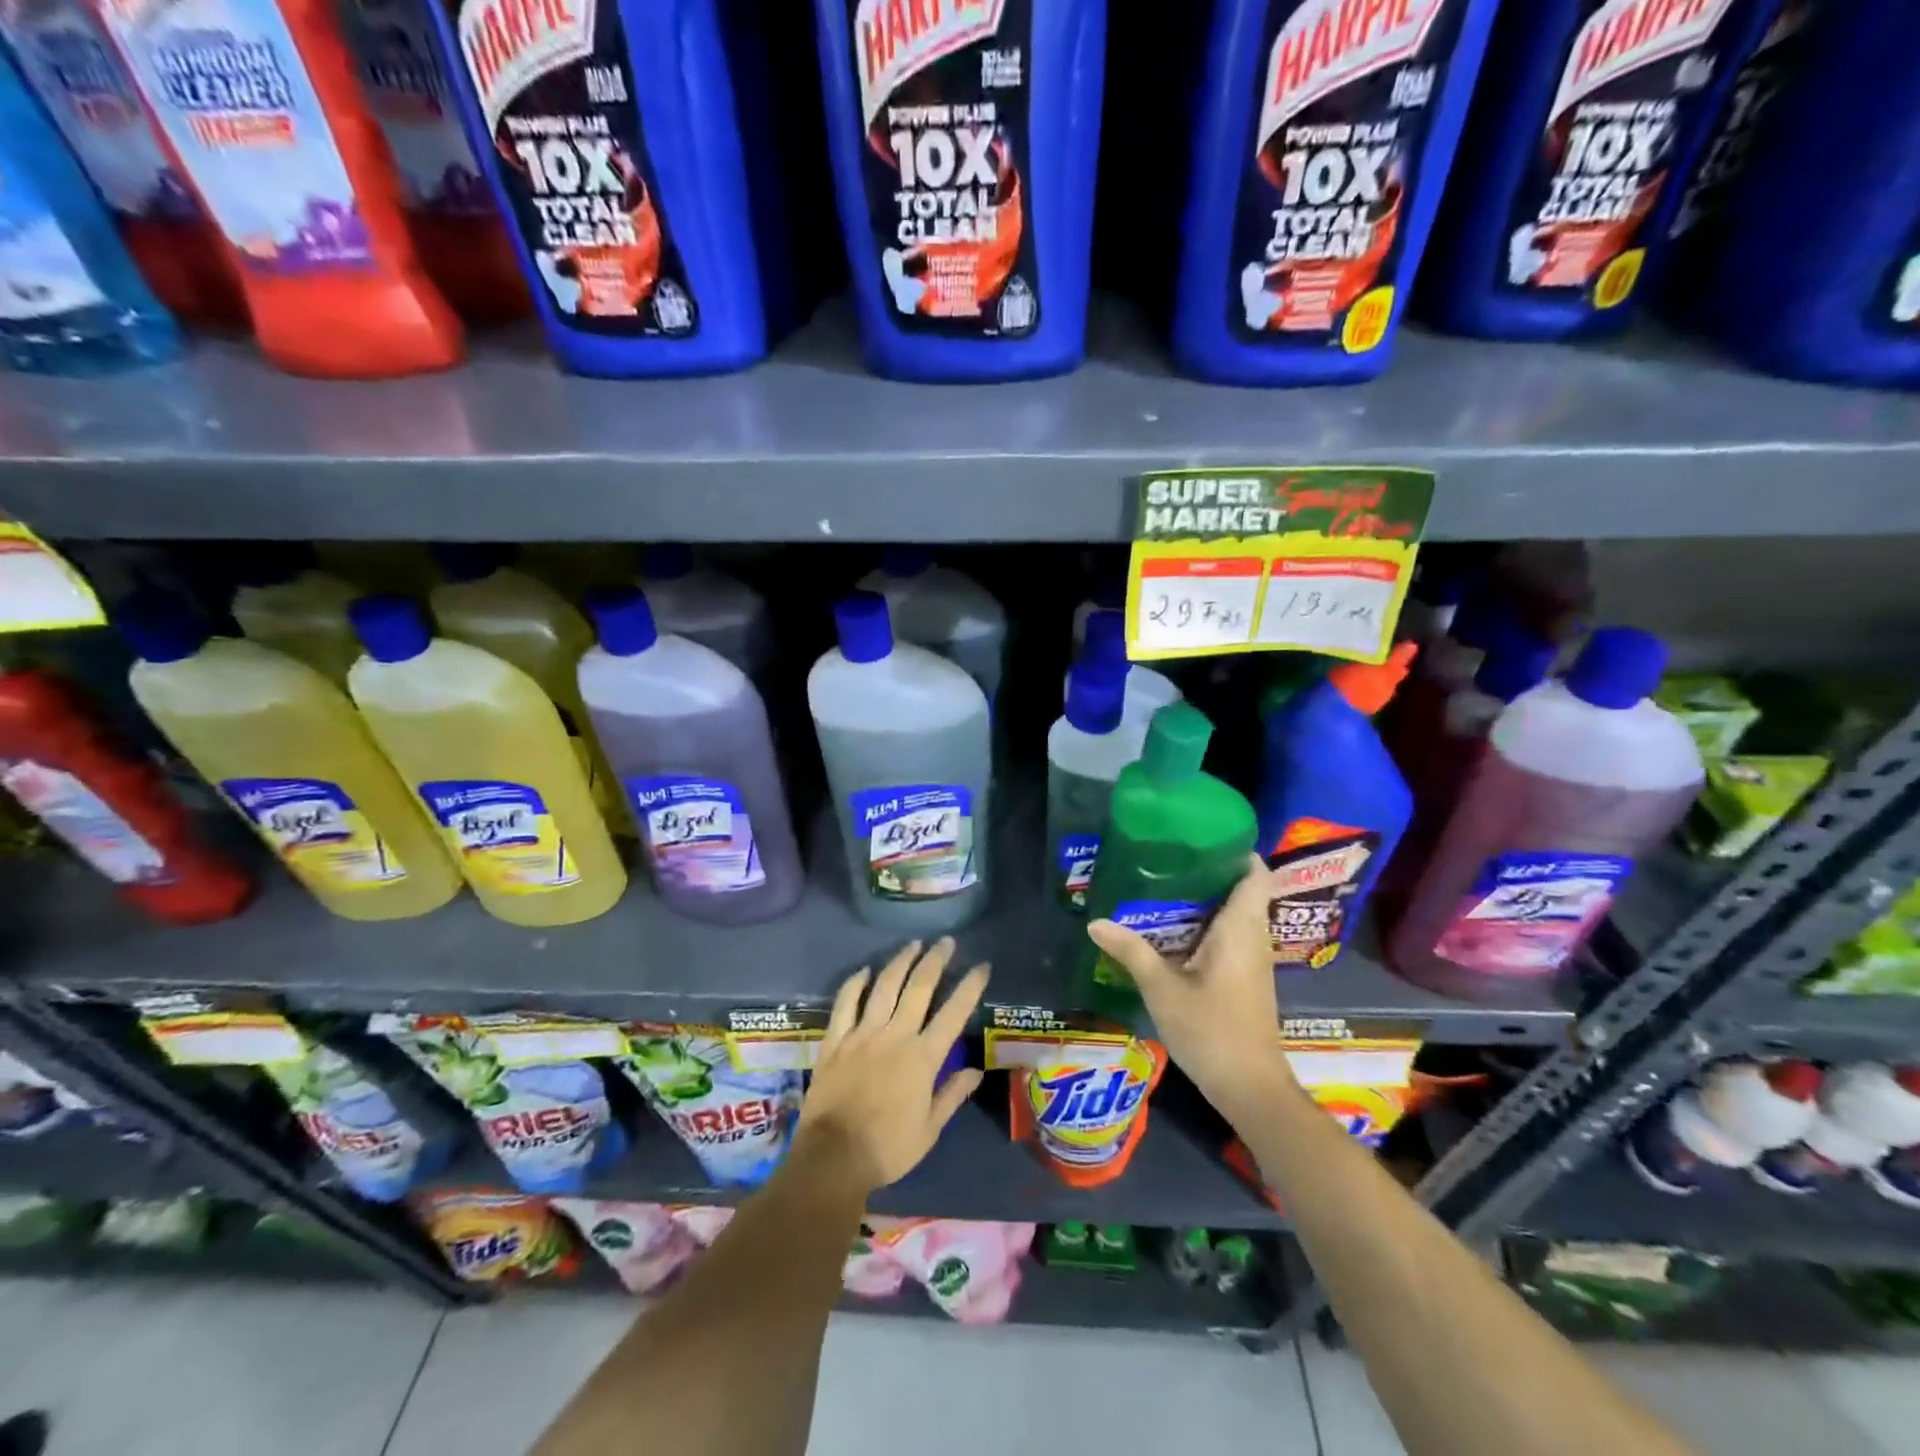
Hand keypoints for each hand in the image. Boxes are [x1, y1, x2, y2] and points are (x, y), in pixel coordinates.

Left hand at [794, 938, 987, 1195]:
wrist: (833, 1158)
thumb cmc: (887, 1149)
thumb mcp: (929, 1130)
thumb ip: (951, 1095)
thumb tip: (975, 1070)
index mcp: (923, 1057)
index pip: (954, 1013)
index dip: (970, 987)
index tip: (982, 966)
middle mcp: (895, 1035)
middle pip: (919, 988)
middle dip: (935, 961)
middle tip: (946, 942)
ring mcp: (862, 1034)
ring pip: (884, 987)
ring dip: (900, 962)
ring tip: (913, 944)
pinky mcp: (835, 1040)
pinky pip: (845, 1003)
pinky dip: (854, 984)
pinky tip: (864, 970)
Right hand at [1087, 856, 1294, 1112]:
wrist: (1250, 1088)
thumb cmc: (1211, 1030)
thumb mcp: (1162, 988)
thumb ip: (1131, 951)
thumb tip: (1095, 922)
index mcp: (1241, 928)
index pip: (1255, 874)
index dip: (1237, 850)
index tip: (1203, 835)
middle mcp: (1253, 938)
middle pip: (1242, 890)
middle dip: (1209, 871)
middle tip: (1168, 856)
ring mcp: (1252, 961)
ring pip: (1235, 915)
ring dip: (1206, 900)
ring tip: (1164, 884)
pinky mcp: (1245, 980)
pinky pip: (1229, 937)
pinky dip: (1206, 925)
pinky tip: (1173, 930)